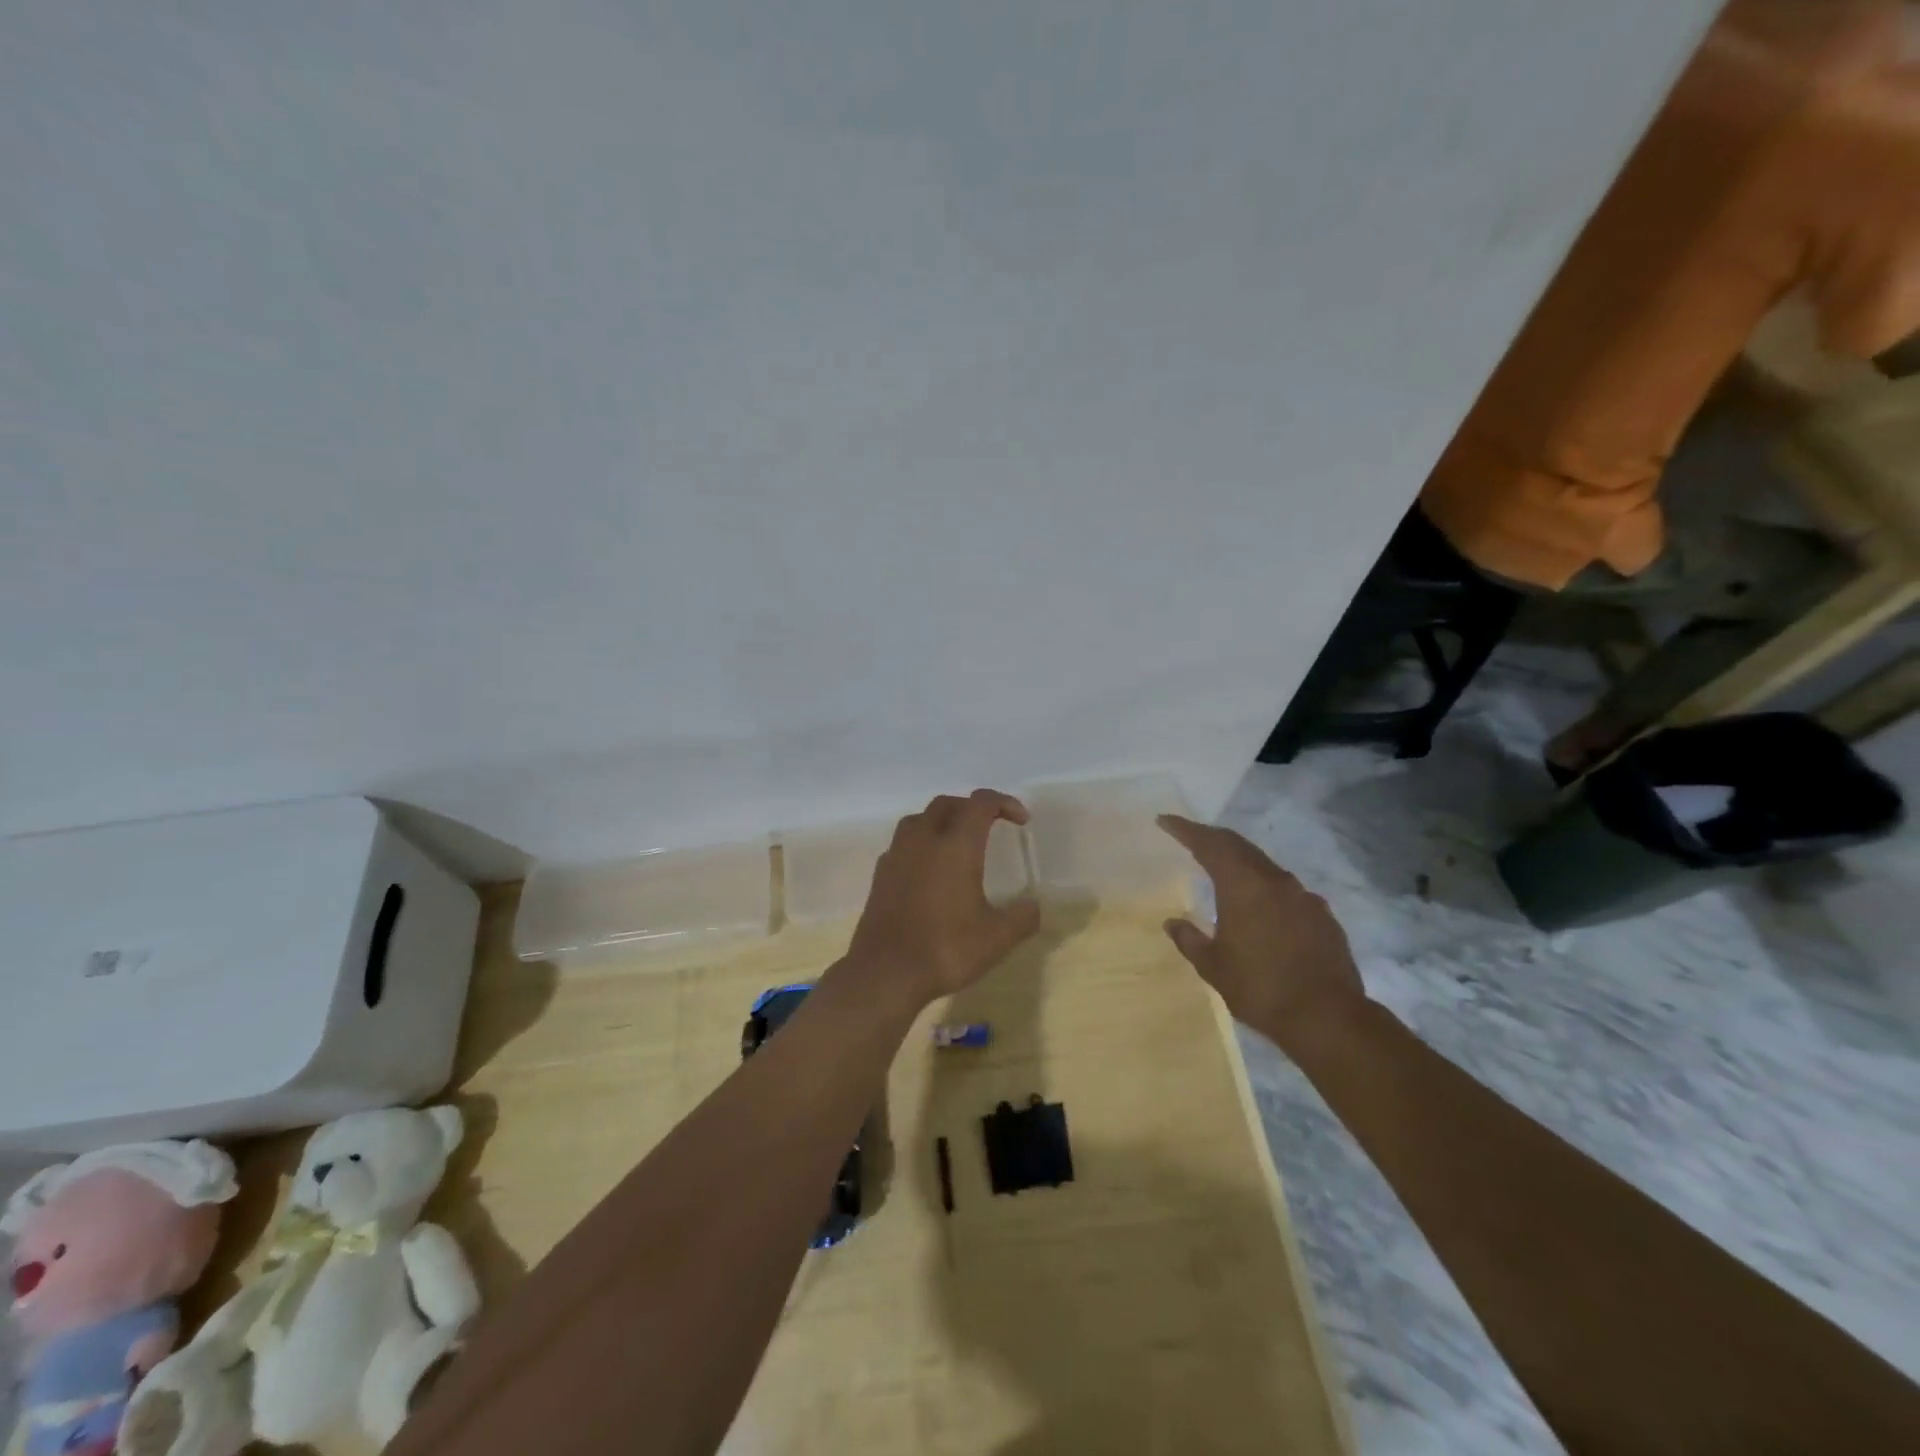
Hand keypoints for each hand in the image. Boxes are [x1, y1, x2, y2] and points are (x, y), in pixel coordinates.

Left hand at [843, 789, 1041, 1007]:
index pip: (981, 803)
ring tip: (957, 842)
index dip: (1004, 803)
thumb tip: (1033, 907)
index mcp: (956, 845)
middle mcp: (924, 840)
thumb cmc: (945, 949)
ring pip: (919, 819)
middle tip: (990, 826)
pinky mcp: (880, 874)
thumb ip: (1021, 918)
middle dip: (972, 807)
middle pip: (947, 804)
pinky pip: (903, 844)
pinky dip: (921, 844)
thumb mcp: (996, 939)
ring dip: (942, 821)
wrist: (885, 972)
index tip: (1021, 820)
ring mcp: (897, 855)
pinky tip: (929, 869)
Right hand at [1156, 814, 1366, 1050]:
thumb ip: (1190, 939)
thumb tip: (1172, 923)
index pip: (1209, 844)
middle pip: (1238, 846)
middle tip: (1191, 837)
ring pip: (1264, 866)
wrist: (1328, 1017)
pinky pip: (1286, 890)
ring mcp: (1303, 896)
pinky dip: (1266, 887)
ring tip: (1223, 870)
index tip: (1166, 820)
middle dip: (1212, 838)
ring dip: (1240, 861)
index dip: (1185, 829)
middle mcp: (1274, 881)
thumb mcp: (1213, 967)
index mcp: (1243, 886)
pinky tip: (1262, 908)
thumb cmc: (1260, 988)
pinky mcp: (1322, 915)